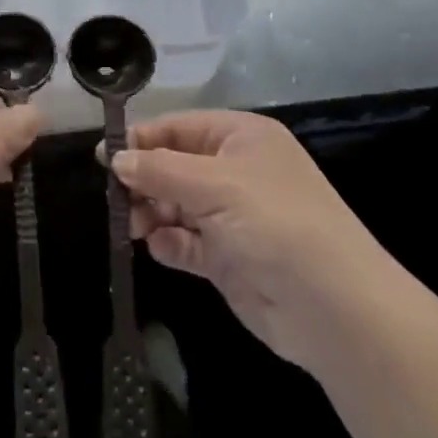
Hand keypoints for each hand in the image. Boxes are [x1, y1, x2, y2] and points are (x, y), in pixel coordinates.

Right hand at [112, 111, 385, 368]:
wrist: (334, 309)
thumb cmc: (275, 224)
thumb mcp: (215, 186)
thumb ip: (159, 170)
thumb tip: (116, 159)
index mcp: (241, 138)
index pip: (179, 127)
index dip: (141, 140)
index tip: (103, 157)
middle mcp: (236, 171)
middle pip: (174, 166)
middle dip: (144, 181)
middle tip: (116, 200)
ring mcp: (233, 216)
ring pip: (176, 204)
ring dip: (152, 213)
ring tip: (134, 227)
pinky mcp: (229, 257)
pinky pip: (187, 241)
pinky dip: (171, 243)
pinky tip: (163, 249)